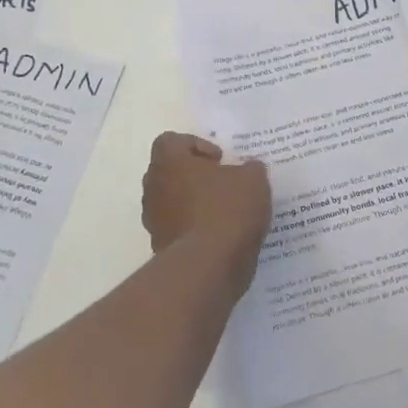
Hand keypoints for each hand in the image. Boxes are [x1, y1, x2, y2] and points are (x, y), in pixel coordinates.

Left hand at [141, 133, 271, 280]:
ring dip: (194, 203)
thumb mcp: (253, 179)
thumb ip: (250, 168)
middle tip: (223, 183)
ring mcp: (154, 219)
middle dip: (195, 175)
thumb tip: (248, 169)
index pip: (171, 141)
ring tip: (226, 212)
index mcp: (169, 162)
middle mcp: (154, 187)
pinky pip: (178, 228)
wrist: (208, 266)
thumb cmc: (227, 210)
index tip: (220, 160)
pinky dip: (195, 229)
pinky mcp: (160, 247)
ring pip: (172, 201)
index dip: (196, 145)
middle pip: (170, 171)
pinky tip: (221, 236)